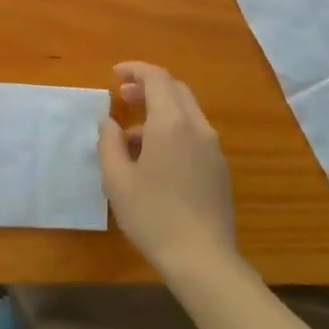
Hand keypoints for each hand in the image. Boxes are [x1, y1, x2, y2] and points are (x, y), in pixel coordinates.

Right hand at [97, 62, 235, 277]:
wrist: (202, 259)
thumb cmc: (153, 216)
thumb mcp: (117, 180)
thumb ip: (109, 143)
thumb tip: (109, 122)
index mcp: (171, 123)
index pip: (156, 77)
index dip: (134, 70)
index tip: (114, 75)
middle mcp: (197, 127)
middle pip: (175, 89)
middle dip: (148, 87)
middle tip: (122, 98)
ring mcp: (212, 148)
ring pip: (186, 112)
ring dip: (159, 110)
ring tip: (130, 136)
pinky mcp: (219, 168)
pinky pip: (194, 134)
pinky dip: (172, 129)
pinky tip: (154, 158)